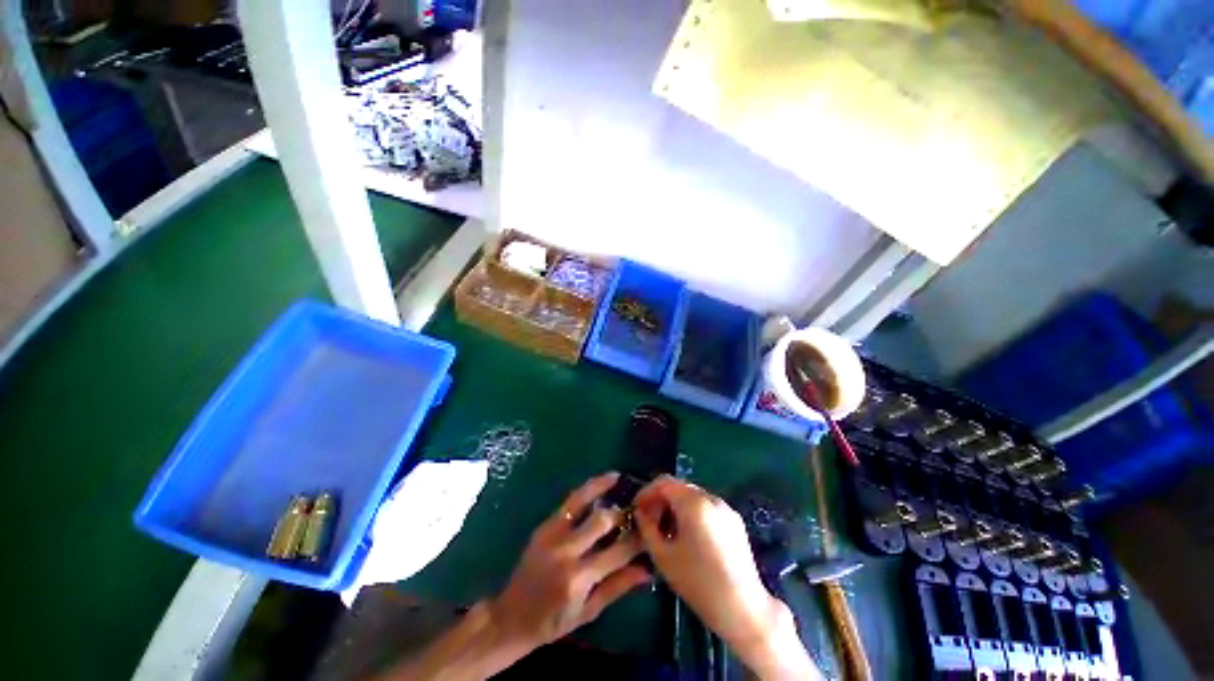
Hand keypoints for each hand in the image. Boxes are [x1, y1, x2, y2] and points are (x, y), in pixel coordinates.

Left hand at [489, 472, 650, 650]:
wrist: (511, 617)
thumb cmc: (553, 622)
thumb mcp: (589, 611)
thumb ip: (618, 586)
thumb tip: (647, 569)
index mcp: (579, 578)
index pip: (618, 551)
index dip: (638, 539)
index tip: (651, 530)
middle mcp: (566, 551)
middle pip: (601, 520)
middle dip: (622, 513)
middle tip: (635, 508)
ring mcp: (552, 534)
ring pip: (581, 500)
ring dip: (602, 487)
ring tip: (617, 477)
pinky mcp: (544, 525)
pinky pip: (569, 502)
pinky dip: (585, 490)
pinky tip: (597, 484)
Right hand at [634, 476, 818, 678]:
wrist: (743, 608)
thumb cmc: (698, 582)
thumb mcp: (664, 557)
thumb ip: (647, 528)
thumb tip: (640, 513)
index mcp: (693, 503)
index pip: (663, 483)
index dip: (646, 492)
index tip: (636, 508)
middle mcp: (710, 498)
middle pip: (679, 487)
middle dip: (660, 499)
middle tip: (648, 519)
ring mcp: (725, 507)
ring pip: (692, 496)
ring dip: (675, 505)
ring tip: (665, 528)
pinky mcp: (734, 520)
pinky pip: (706, 506)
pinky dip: (691, 511)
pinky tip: (687, 534)